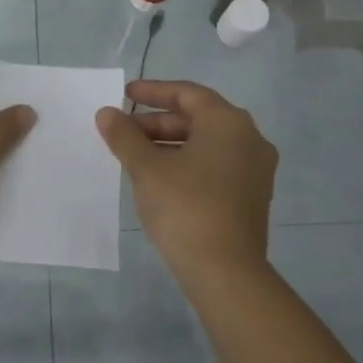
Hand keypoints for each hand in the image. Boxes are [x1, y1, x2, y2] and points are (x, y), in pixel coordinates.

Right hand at [96, 79, 277, 276]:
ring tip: (135, 156)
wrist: (225, 270)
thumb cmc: (185, 207)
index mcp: (228, 123)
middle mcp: (249, 139)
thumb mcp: (147, 169)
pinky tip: (160, 179)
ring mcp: (255, 169)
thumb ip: (125, 136)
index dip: (153, 92)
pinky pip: (215, 166)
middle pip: (198, 119)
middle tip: (124, 132)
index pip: (188, 94)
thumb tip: (107, 113)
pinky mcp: (252, 196)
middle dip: (157, 123)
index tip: (125, 95)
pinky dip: (187, 163)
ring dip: (170, 144)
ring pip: (206, 144)